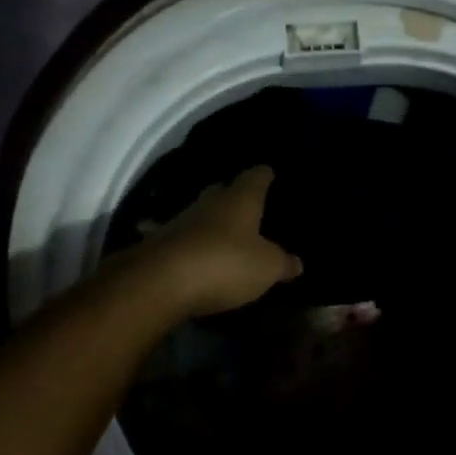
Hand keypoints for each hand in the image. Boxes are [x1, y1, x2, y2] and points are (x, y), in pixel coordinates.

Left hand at [134, 166, 303, 318]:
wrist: (160, 281)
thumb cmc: (225, 264)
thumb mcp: (266, 268)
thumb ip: (283, 263)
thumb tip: (297, 263)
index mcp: (240, 199)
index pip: (256, 176)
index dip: (264, 175)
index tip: (270, 173)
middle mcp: (209, 202)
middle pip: (223, 190)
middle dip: (234, 195)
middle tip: (247, 205)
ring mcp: (179, 220)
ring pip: (199, 213)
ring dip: (209, 220)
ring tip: (221, 232)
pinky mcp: (158, 242)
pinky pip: (177, 237)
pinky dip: (185, 241)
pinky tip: (187, 249)